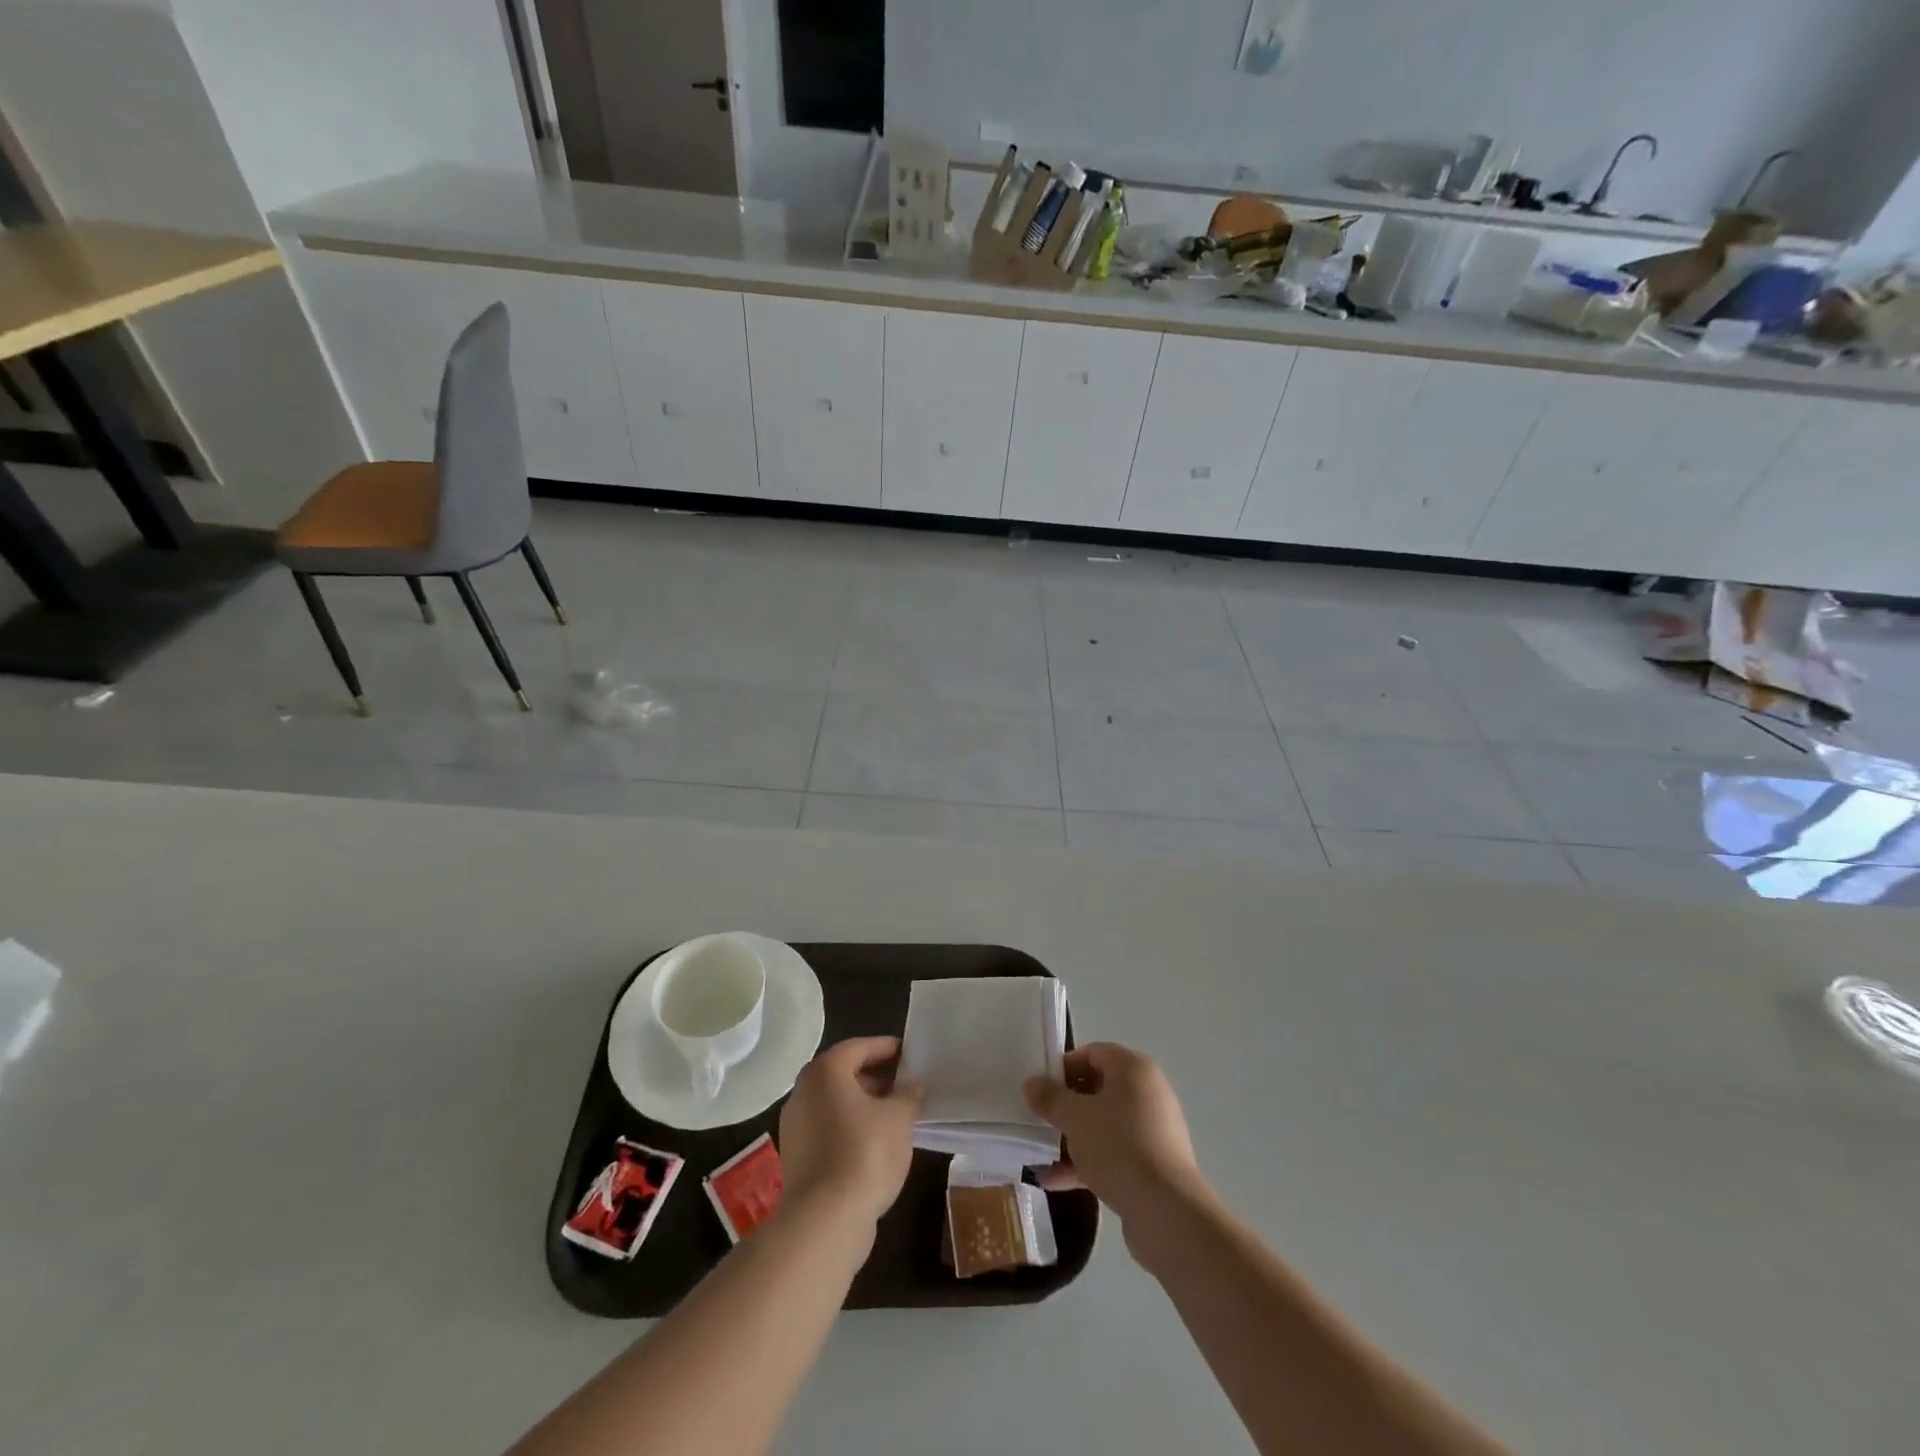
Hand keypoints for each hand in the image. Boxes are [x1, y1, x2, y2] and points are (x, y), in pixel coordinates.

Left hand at [778, 1036, 921, 1227]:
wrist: (825, 1220)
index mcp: (825, 1071)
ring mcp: (795, 1126)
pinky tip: (874, 1145)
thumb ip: (908, 1094)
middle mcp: (803, 1091)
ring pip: (834, 1104)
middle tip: (903, 1086)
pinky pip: (827, 1129)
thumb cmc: (865, 1153)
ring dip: (863, 1105)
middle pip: (843, 1074)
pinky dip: (849, 1128)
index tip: (908, 1053)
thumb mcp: (899, 1117)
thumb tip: (911, 1085)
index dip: (885, 1048)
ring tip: (894, 1117)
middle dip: (875, 1078)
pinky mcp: (796, 1157)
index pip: (858, 1047)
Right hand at [1023, 1043, 1200, 1235]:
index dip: (1064, 1068)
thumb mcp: (1075, 1117)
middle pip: (1098, 1090)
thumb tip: (1031, 1083)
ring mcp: (1152, 1130)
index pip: (1093, 1053)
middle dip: (1065, 1107)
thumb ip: (1050, 1098)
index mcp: (1133, 1069)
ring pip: (1104, 1125)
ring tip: (1041, 1156)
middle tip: (1040, 1121)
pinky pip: (1114, 1153)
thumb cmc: (1118, 1146)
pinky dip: (1088, 1162)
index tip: (1041, 1090)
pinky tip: (1056, 1181)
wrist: (1166, 1211)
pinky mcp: (1152, 1164)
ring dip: (1072, 1138)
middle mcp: (1147, 1092)